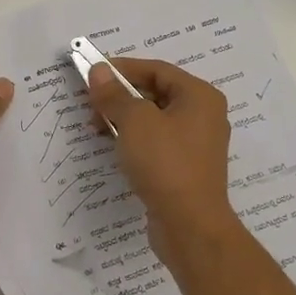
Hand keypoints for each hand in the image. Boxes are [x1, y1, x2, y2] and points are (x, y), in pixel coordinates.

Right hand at [84, 58, 236, 257]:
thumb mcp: (134, 122)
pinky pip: (158, 143)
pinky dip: (136, 140)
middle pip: (156, 93)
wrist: (190, 226)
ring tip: (97, 128)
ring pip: (155, 120)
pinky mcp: (187, 168)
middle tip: (91, 105)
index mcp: (199, 96)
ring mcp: (197, 144)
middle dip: (121, 96)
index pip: (157, 70)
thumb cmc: (165, 164)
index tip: (93, 74)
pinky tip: (116, 149)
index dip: (123, 69)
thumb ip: (114, 94)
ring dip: (125, 119)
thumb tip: (99, 71)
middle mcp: (204, 115)